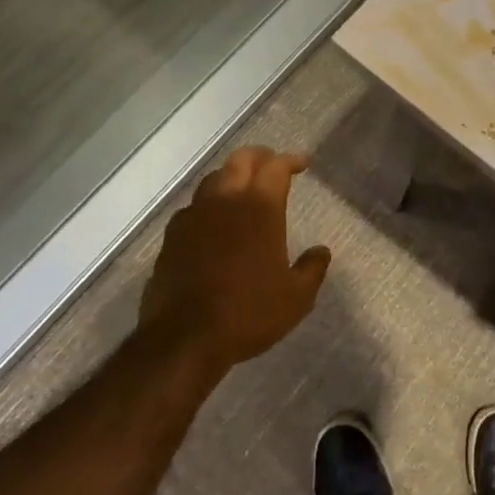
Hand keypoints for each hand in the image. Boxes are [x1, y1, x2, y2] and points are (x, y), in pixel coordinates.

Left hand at [137, 146, 330, 369]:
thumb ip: (312, 269)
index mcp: (260, 208)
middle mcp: (226, 201)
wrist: (184, 338)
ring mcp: (194, 216)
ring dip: (232, 176)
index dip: (290, 160)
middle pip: (241, 160)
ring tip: (243, 188)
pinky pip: (193, 206)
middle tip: (273, 165)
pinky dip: (209, 203)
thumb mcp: (296, 298)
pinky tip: (214, 220)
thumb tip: (322, 251)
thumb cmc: (249, 313)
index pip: (276, 167)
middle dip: (260, 157)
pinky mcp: (172, 236)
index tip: (302, 164)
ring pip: (213, 178)